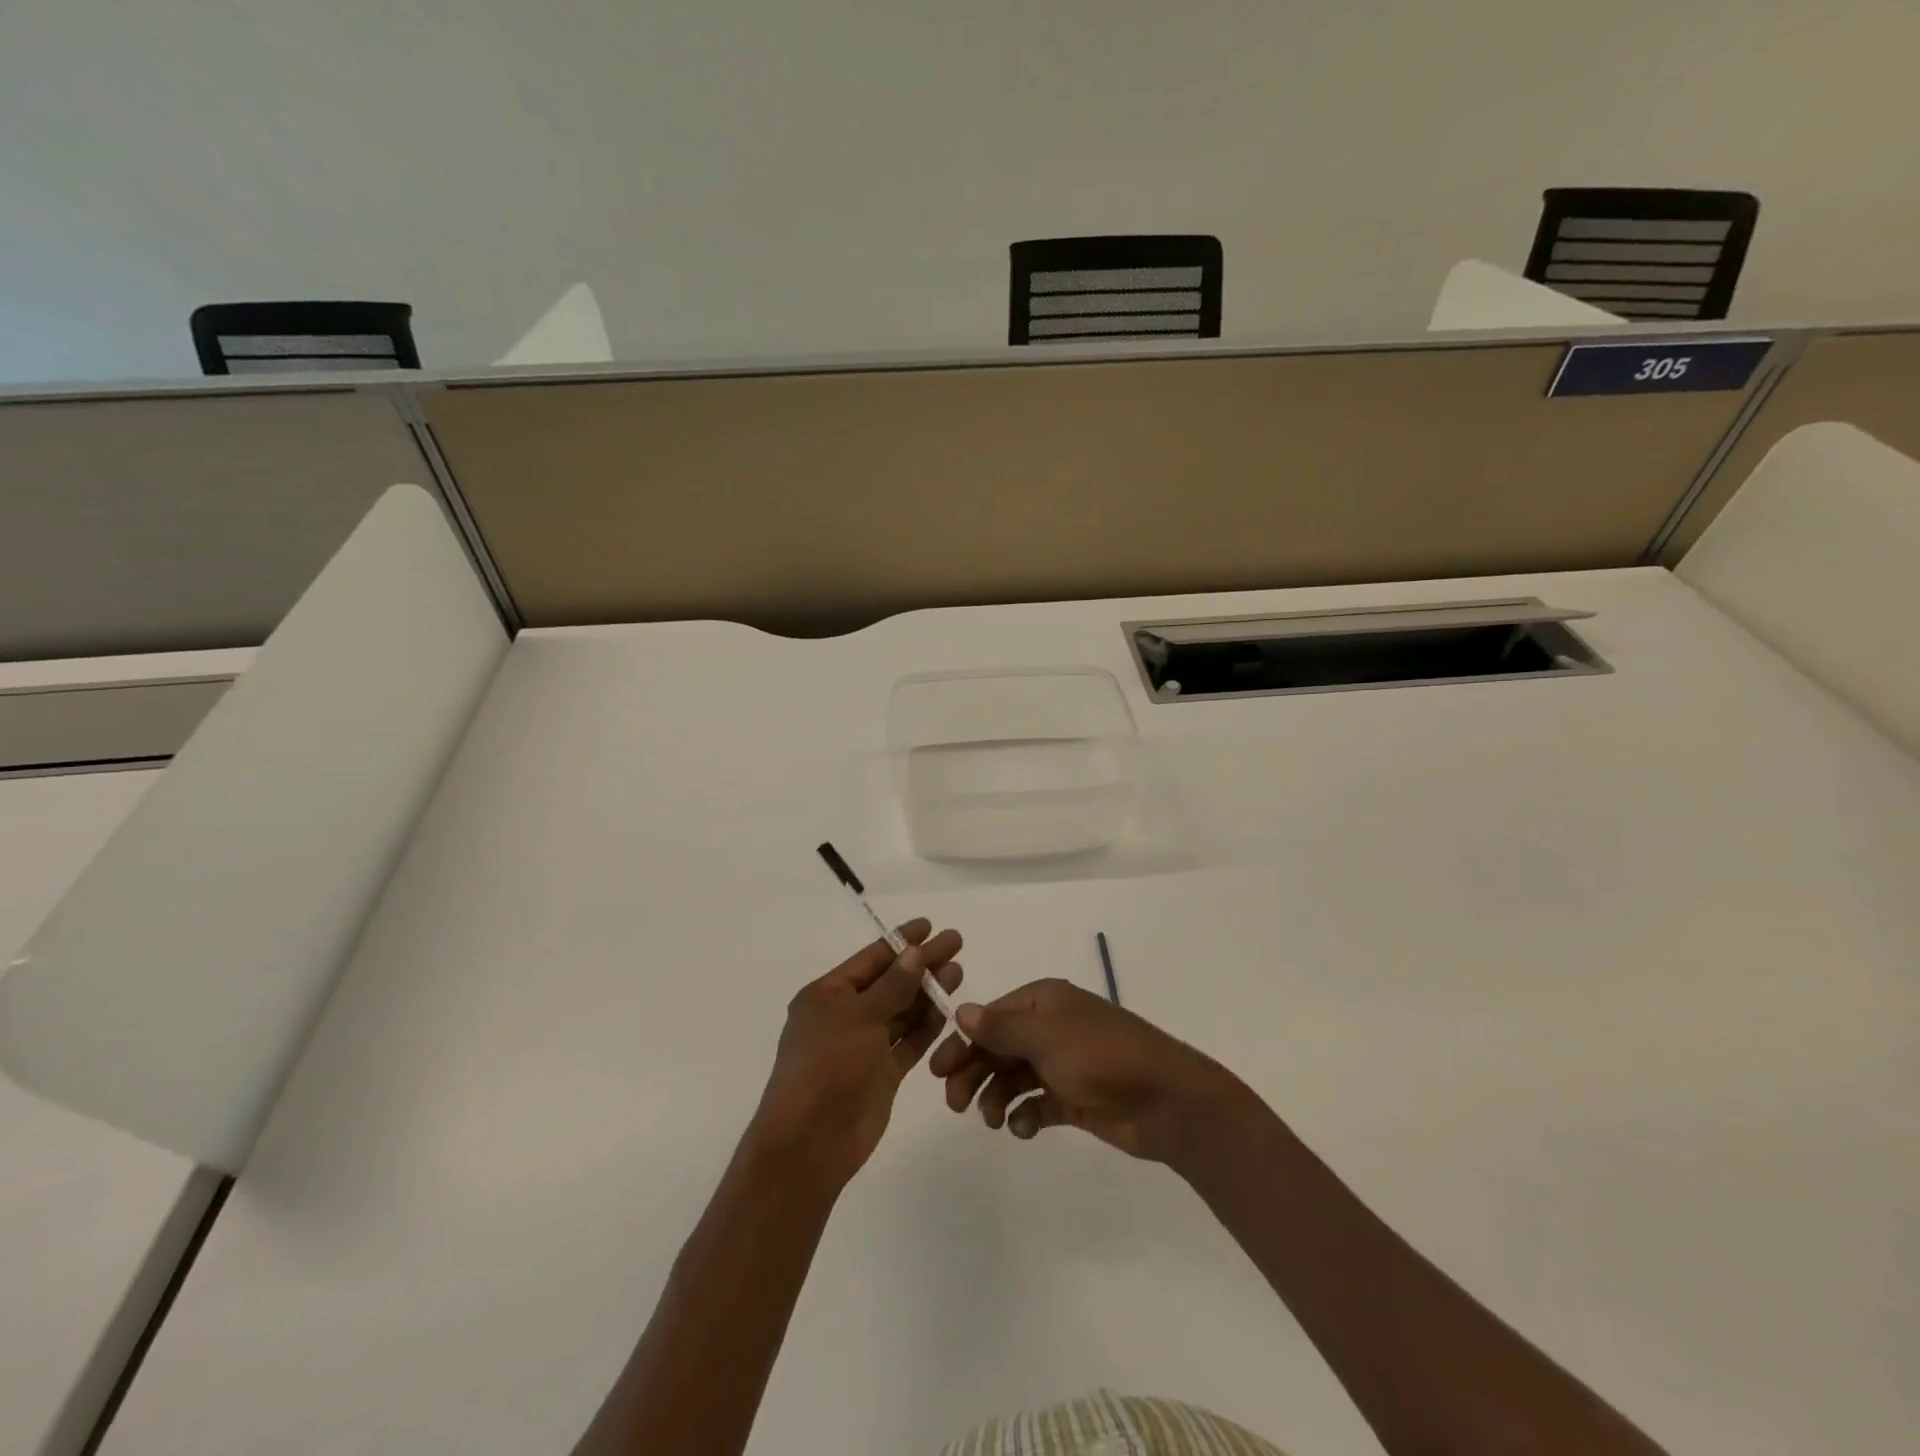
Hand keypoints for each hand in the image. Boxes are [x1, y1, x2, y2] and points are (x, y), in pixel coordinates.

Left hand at [748, 919, 962, 1188]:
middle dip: (922, 964)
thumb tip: (916, 954)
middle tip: (956, 943)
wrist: (811, 1142)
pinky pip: (908, 1041)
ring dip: (928, 992)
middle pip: (890, 982)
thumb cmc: (827, 1066)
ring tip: (958, 972)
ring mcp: (864, 1046)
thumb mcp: (859, 1017)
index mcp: (827, 995)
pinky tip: (948, 1009)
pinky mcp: (882, 1073)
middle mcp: (845, 1016)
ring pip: (902, 1011)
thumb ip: (893, 986)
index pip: (870, 959)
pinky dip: (927, 1026)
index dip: (901, 942)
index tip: (930, 926)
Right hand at [929, 978, 1250, 1165]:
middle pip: (999, 1047)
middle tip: (956, 1104)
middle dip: (975, 1072)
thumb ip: (1001, 1026)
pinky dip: (1025, 1115)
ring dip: (997, 1096)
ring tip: (994, 1121)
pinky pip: (1037, 1102)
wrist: (1167, 1101)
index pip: (991, 1017)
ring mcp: (1063, 1063)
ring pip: (1014, 1076)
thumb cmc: (1102, 1057)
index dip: (963, 1041)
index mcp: (1043, 1001)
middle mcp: (1050, 1027)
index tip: (938, 1070)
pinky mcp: (1074, 1096)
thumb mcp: (1047, 1036)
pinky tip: (1024, 1129)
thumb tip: (961, 1010)